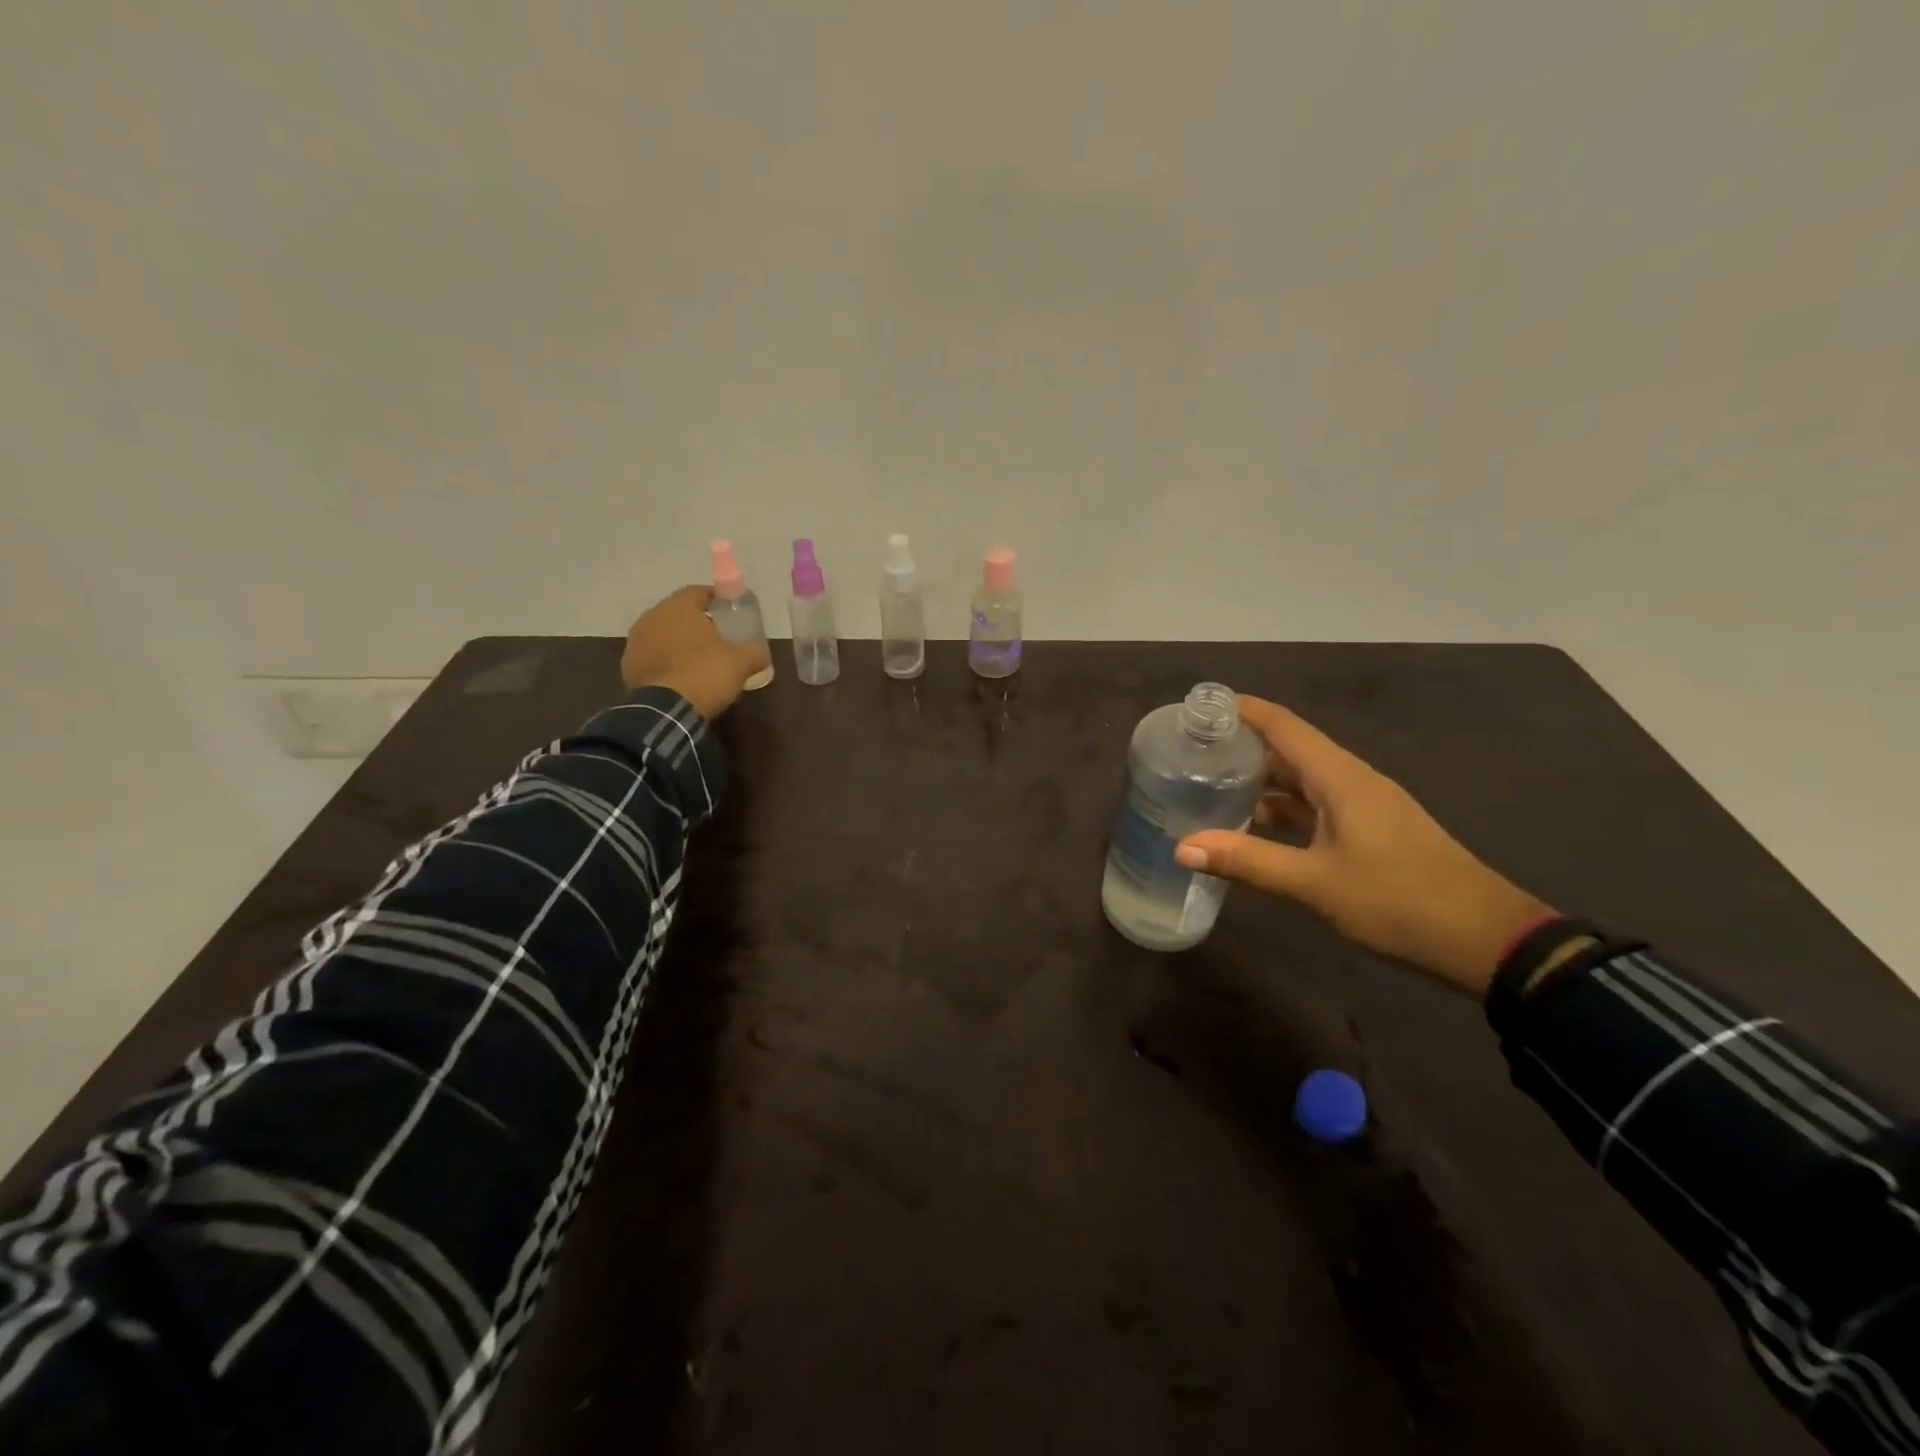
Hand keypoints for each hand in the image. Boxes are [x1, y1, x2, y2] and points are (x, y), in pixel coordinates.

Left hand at [620, 586, 769, 721]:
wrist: (665, 710)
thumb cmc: (705, 673)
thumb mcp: (742, 662)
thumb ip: (755, 652)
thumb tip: (761, 653)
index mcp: (679, 607)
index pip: (699, 592)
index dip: (717, 600)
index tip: (730, 612)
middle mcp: (652, 617)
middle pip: (679, 613)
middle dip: (697, 623)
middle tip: (717, 637)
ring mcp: (636, 642)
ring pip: (663, 635)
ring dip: (680, 643)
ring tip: (699, 659)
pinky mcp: (628, 666)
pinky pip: (653, 656)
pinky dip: (667, 662)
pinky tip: (681, 677)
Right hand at [1174, 697, 1552, 996]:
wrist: (1484, 940)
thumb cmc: (1399, 900)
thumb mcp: (1315, 883)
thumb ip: (1248, 862)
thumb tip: (1182, 848)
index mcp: (1340, 778)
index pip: (1283, 726)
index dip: (1243, 711)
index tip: (1199, 708)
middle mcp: (1350, 782)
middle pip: (1289, 750)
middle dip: (1242, 746)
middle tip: (1190, 751)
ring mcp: (1362, 807)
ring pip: (1301, 781)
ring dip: (1260, 781)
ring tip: (1208, 787)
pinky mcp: (1368, 831)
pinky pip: (1314, 807)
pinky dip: (1281, 810)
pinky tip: (1252, 827)